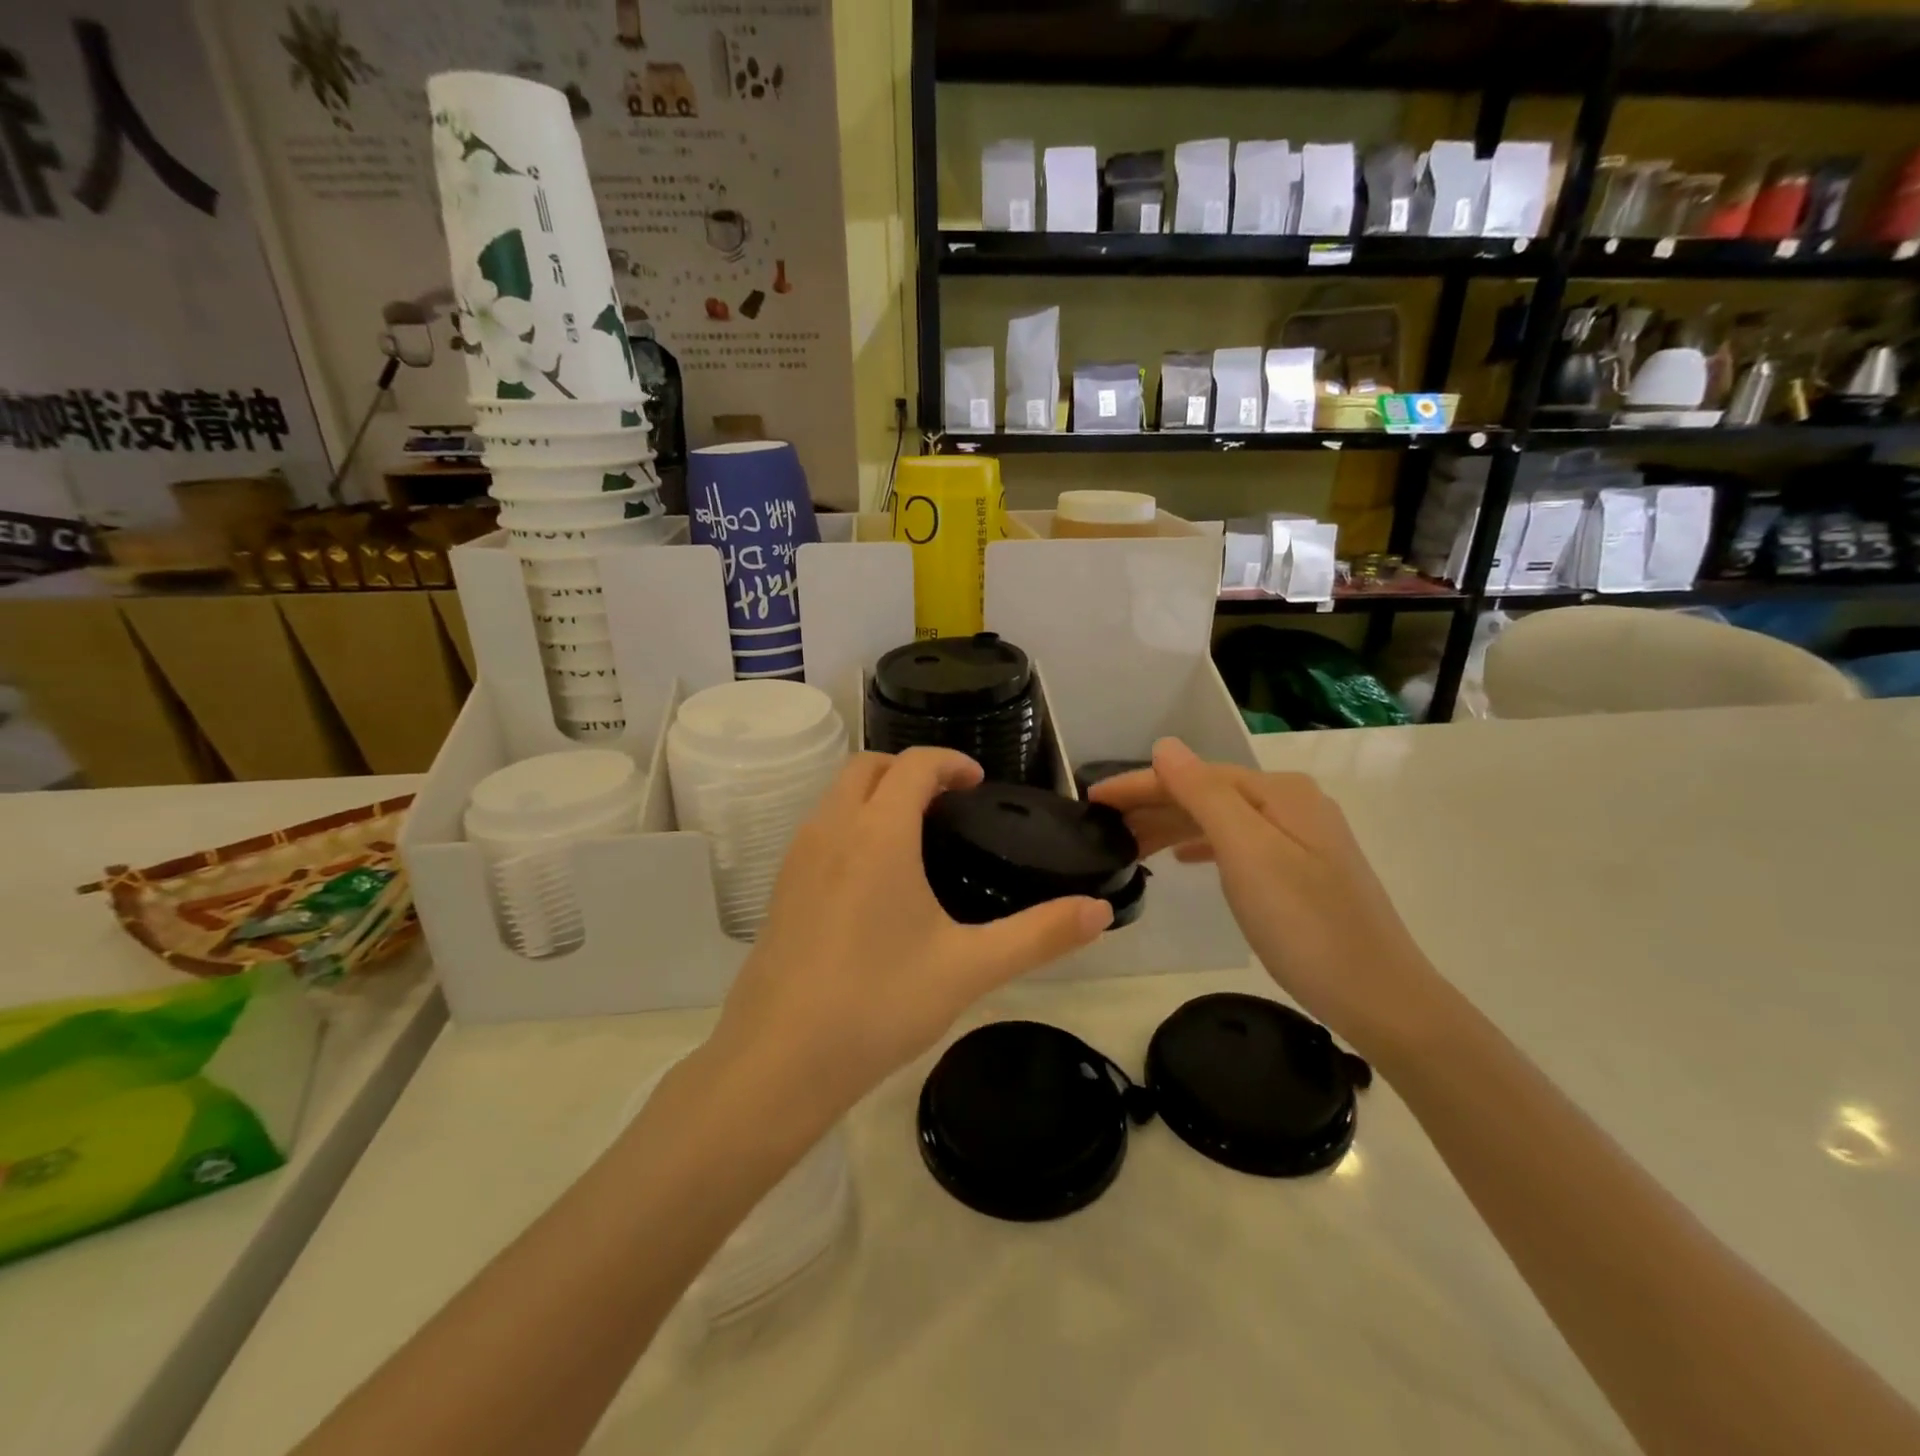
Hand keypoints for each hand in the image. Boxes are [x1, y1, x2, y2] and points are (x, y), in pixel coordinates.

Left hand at [706, 748, 1112, 1123]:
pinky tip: (874, 880)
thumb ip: (1039, 935)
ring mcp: (797, 857)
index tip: (977, 784)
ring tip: (916, 836)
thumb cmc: (878, 1004)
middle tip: (948, 804)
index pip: (914, 764)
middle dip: (909, 769)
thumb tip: (1099, 912)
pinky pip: (820, 828)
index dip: (950, 762)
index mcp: (878, 833)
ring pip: (837, 795)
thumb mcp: (969, 968)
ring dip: (876, 793)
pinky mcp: (780, 888)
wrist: (778, 1062)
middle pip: (868, 766)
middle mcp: (831, 829)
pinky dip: (851, 823)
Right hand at [1090, 738, 1438, 1057]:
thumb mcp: (1247, 854)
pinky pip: (1236, 844)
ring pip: (1220, 820)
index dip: (1139, 785)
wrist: (1380, 997)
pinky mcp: (1301, 870)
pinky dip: (1202, 845)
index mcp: (1279, 793)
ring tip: (1129, 844)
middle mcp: (1291, 804)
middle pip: (1206, 794)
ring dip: (1172, 826)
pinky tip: (1181, 859)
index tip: (1092, 800)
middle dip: (1152, 806)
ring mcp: (1300, 838)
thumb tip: (1164, 746)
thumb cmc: (1305, 925)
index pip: (1193, 776)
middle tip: (1102, 828)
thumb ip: (1204, 795)